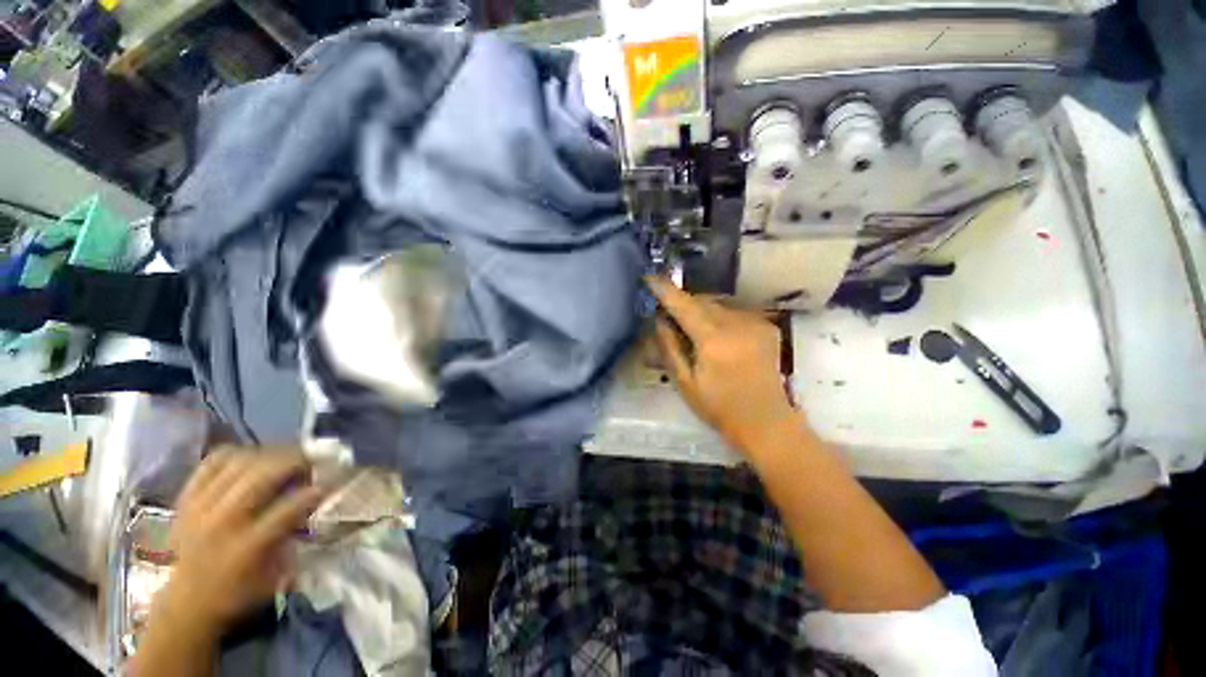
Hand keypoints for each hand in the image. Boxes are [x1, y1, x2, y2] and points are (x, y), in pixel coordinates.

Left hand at [155, 448, 326, 635]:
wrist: (188, 602)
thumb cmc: (240, 592)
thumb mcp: (274, 575)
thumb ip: (294, 535)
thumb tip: (314, 501)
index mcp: (248, 547)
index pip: (289, 507)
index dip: (314, 491)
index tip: (329, 484)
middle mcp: (223, 522)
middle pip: (262, 475)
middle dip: (294, 462)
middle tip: (310, 463)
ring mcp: (201, 507)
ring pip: (239, 462)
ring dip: (269, 455)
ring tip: (283, 459)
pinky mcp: (187, 499)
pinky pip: (213, 462)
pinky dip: (237, 454)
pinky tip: (251, 459)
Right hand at [646, 277, 801, 450]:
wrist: (765, 420)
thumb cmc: (719, 406)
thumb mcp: (685, 382)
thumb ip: (669, 347)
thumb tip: (659, 319)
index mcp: (713, 339)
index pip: (684, 305)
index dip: (665, 290)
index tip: (649, 277)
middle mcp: (736, 323)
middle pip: (702, 300)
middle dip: (683, 303)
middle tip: (670, 316)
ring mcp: (755, 322)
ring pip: (719, 304)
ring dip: (702, 310)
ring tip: (694, 329)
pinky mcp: (766, 326)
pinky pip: (735, 312)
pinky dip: (720, 317)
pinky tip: (718, 336)